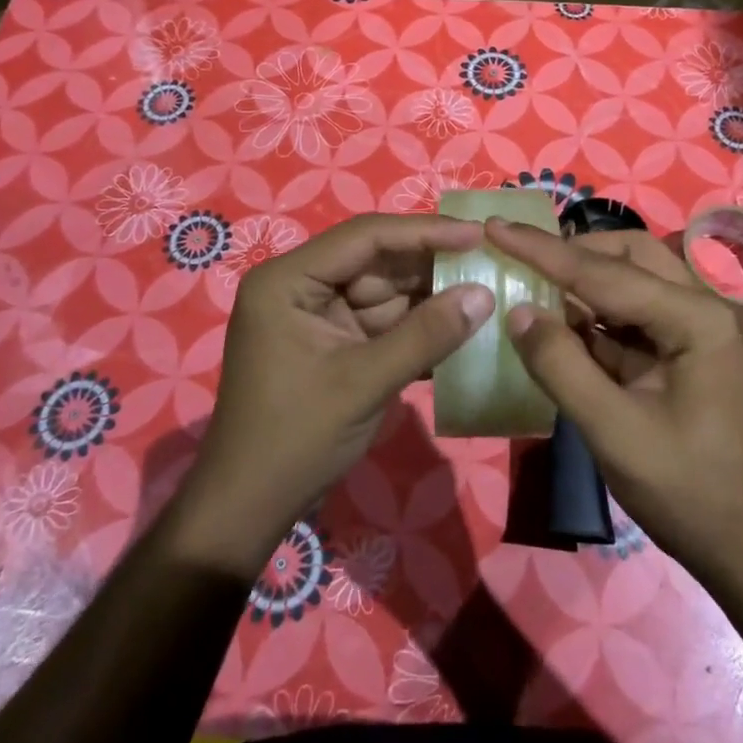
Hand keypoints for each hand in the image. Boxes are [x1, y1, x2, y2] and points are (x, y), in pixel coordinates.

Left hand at [173, 213, 494, 576]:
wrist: (249, 510)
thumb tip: (485, 294)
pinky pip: (384, 324)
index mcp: (289, 280)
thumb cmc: (295, 439)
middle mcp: (302, 287)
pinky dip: (418, 329)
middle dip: (434, 266)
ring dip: (433, 298)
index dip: (424, 232)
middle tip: (493, 263)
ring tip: (490, 292)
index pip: (365, 237)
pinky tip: (463, 329)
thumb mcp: (363, 383)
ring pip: (388, 293)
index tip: (477, 234)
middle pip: (379, 263)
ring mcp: (319, 317)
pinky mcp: (336, 345)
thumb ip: (425, 335)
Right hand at [487, 220, 742, 588]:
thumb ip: (561, 366)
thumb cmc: (687, 491)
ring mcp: (701, 325)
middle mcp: (706, 306)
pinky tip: (562, 322)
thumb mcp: (613, 432)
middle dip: (572, 254)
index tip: (495, 227)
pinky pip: (635, 310)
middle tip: (519, 259)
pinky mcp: (689, 347)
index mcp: (697, 318)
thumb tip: (518, 311)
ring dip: (583, 280)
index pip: (605, 273)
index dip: (543, 251)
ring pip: (633, 277)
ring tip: (532, 284)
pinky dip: (596, 312)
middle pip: (629, 255)